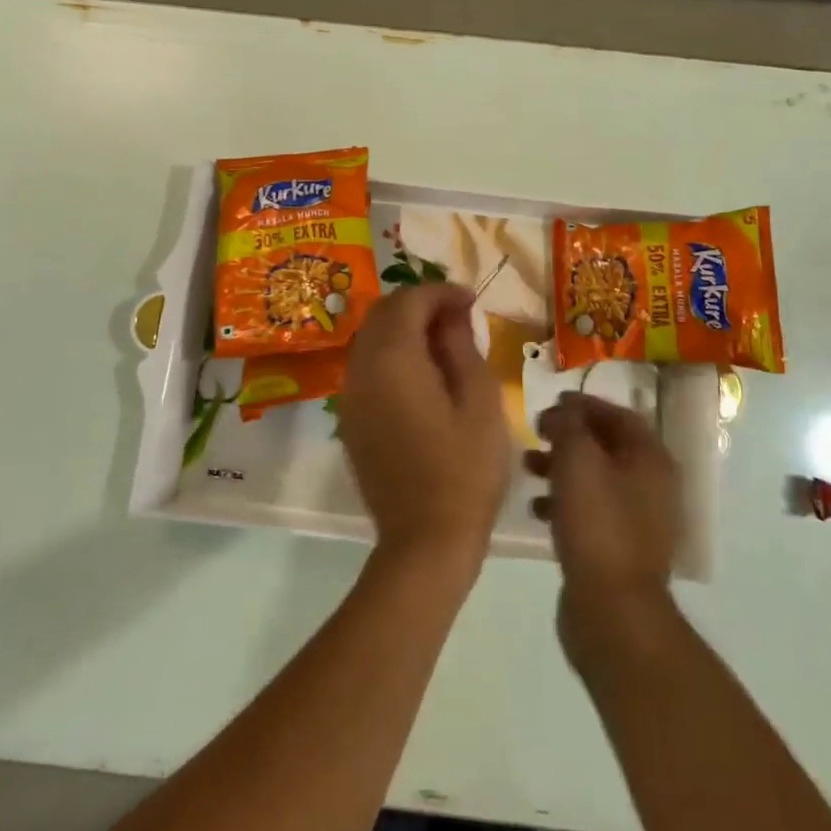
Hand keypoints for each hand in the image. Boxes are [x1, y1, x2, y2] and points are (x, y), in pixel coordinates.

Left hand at [336, 284, 509, 572]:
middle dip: (420, 303)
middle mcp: (362, 366)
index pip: (409, 300)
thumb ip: (461, 346)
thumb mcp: (479, 400)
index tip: (472, 300)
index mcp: (393, 357)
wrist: (424, 539)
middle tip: (459, 316)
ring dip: (403, 327)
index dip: (441, 292)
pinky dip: (391, 353)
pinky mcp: (351, 417)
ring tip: (443, 341)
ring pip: (371, 337)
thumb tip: (452, 312)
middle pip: (383, 312)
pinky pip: (366, 365)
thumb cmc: (464, 468)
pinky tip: (421, 372)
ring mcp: (351, 393)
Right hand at [527, 393, 680, 669]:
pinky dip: (564, 501)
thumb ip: (568, 424)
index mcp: (651, 459)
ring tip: (527, 468)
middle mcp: (651, 485)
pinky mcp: (619, 549)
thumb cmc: (597, 523)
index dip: (584, 404)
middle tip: (535, 433)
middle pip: (607, 446)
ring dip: (561, 467)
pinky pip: (590, 511)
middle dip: (568, 436)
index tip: (550, 402)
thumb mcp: (576, 459)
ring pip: (595, 478)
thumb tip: (564, 410)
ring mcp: (638, 520)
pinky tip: (536, 509)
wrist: (613, 610)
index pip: (619, 414)